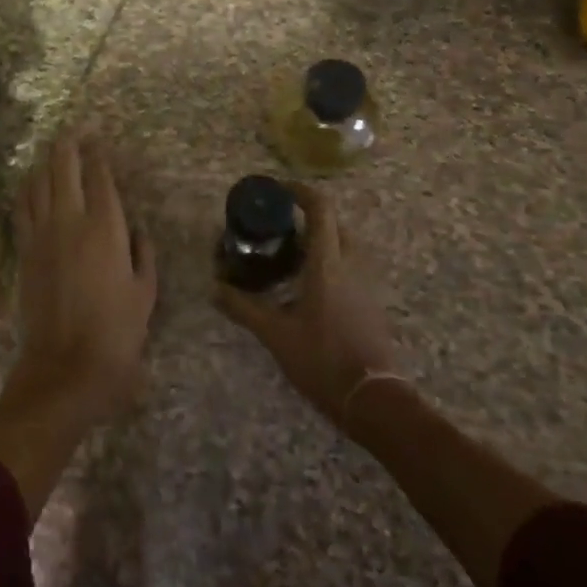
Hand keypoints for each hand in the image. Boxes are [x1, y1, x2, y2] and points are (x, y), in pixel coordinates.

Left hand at [6, 133, 158, 425]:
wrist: (65, 369)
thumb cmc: (117, 332)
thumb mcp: (145, 291)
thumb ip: (142, 251)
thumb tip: (134, 227)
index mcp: (105, 227)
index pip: (99, 175)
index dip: (98, 152)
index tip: (99, 138)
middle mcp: (69, 221)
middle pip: (63, 167)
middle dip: (68, 144)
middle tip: (76, 130)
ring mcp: (41, 235)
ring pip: (38, 182)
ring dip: (46, 161)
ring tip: (55, 150)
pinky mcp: (23, 251)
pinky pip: (23, 207)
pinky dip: (28, 188)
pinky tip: (33, 183)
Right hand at [216, 183, 399, 430]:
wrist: (372, 397)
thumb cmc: (322, 359)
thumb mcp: (275, 334)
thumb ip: (243, 308)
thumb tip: (215, 289)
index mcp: (328, 264)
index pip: (320, 209)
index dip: (300, 191)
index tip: (278, 189)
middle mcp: (351, 264)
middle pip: (334, 223)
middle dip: (308, 217)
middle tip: (279, 227)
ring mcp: (366, 282)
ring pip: (345, 244)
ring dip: (322, 239)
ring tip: (291, 254)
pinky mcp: (372, 300)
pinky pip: (352, 265)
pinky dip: (332, 260)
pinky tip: (309, 284)